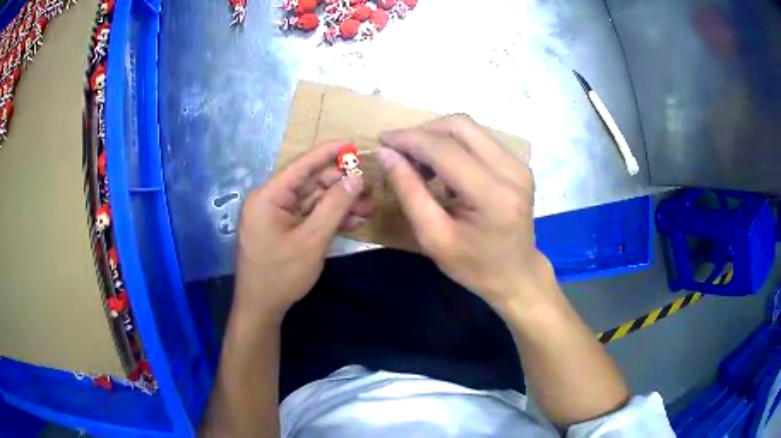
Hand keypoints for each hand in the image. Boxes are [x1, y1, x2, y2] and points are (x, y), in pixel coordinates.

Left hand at [234, 141, 372, 319]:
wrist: (261, 308)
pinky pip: (308, 216)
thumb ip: (335, 206)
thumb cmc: (281, 275)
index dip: (328, 152)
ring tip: (368, 208)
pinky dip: (329, 218)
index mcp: (268, 196)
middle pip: (309, 182)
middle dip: (340, 185)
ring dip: (339, 203)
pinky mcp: (283, 228)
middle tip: (370, 189)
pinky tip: (353, 221)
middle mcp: (270, 200)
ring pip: (312, 200)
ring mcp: (276, 215)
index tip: (352, 143)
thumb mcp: (312, 240)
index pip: (301, 165)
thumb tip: (356, 178)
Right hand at [378, 115, 552, 307]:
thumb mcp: (434, 237)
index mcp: (492, 196)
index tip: (382, 140)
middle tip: (400, 151)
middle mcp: (511, 171)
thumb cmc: (474, 267)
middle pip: (460, 125)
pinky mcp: (519, 164)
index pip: (444, 149)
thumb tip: (387, 154)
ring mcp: (519, 165)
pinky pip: (480, 139)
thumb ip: (409, 192)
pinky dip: (454, 144)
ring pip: (470, 127)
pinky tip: (442, 166)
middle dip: (423, 131)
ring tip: (418, 161)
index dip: (409, 139)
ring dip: (438, 136)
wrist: (517, 275)